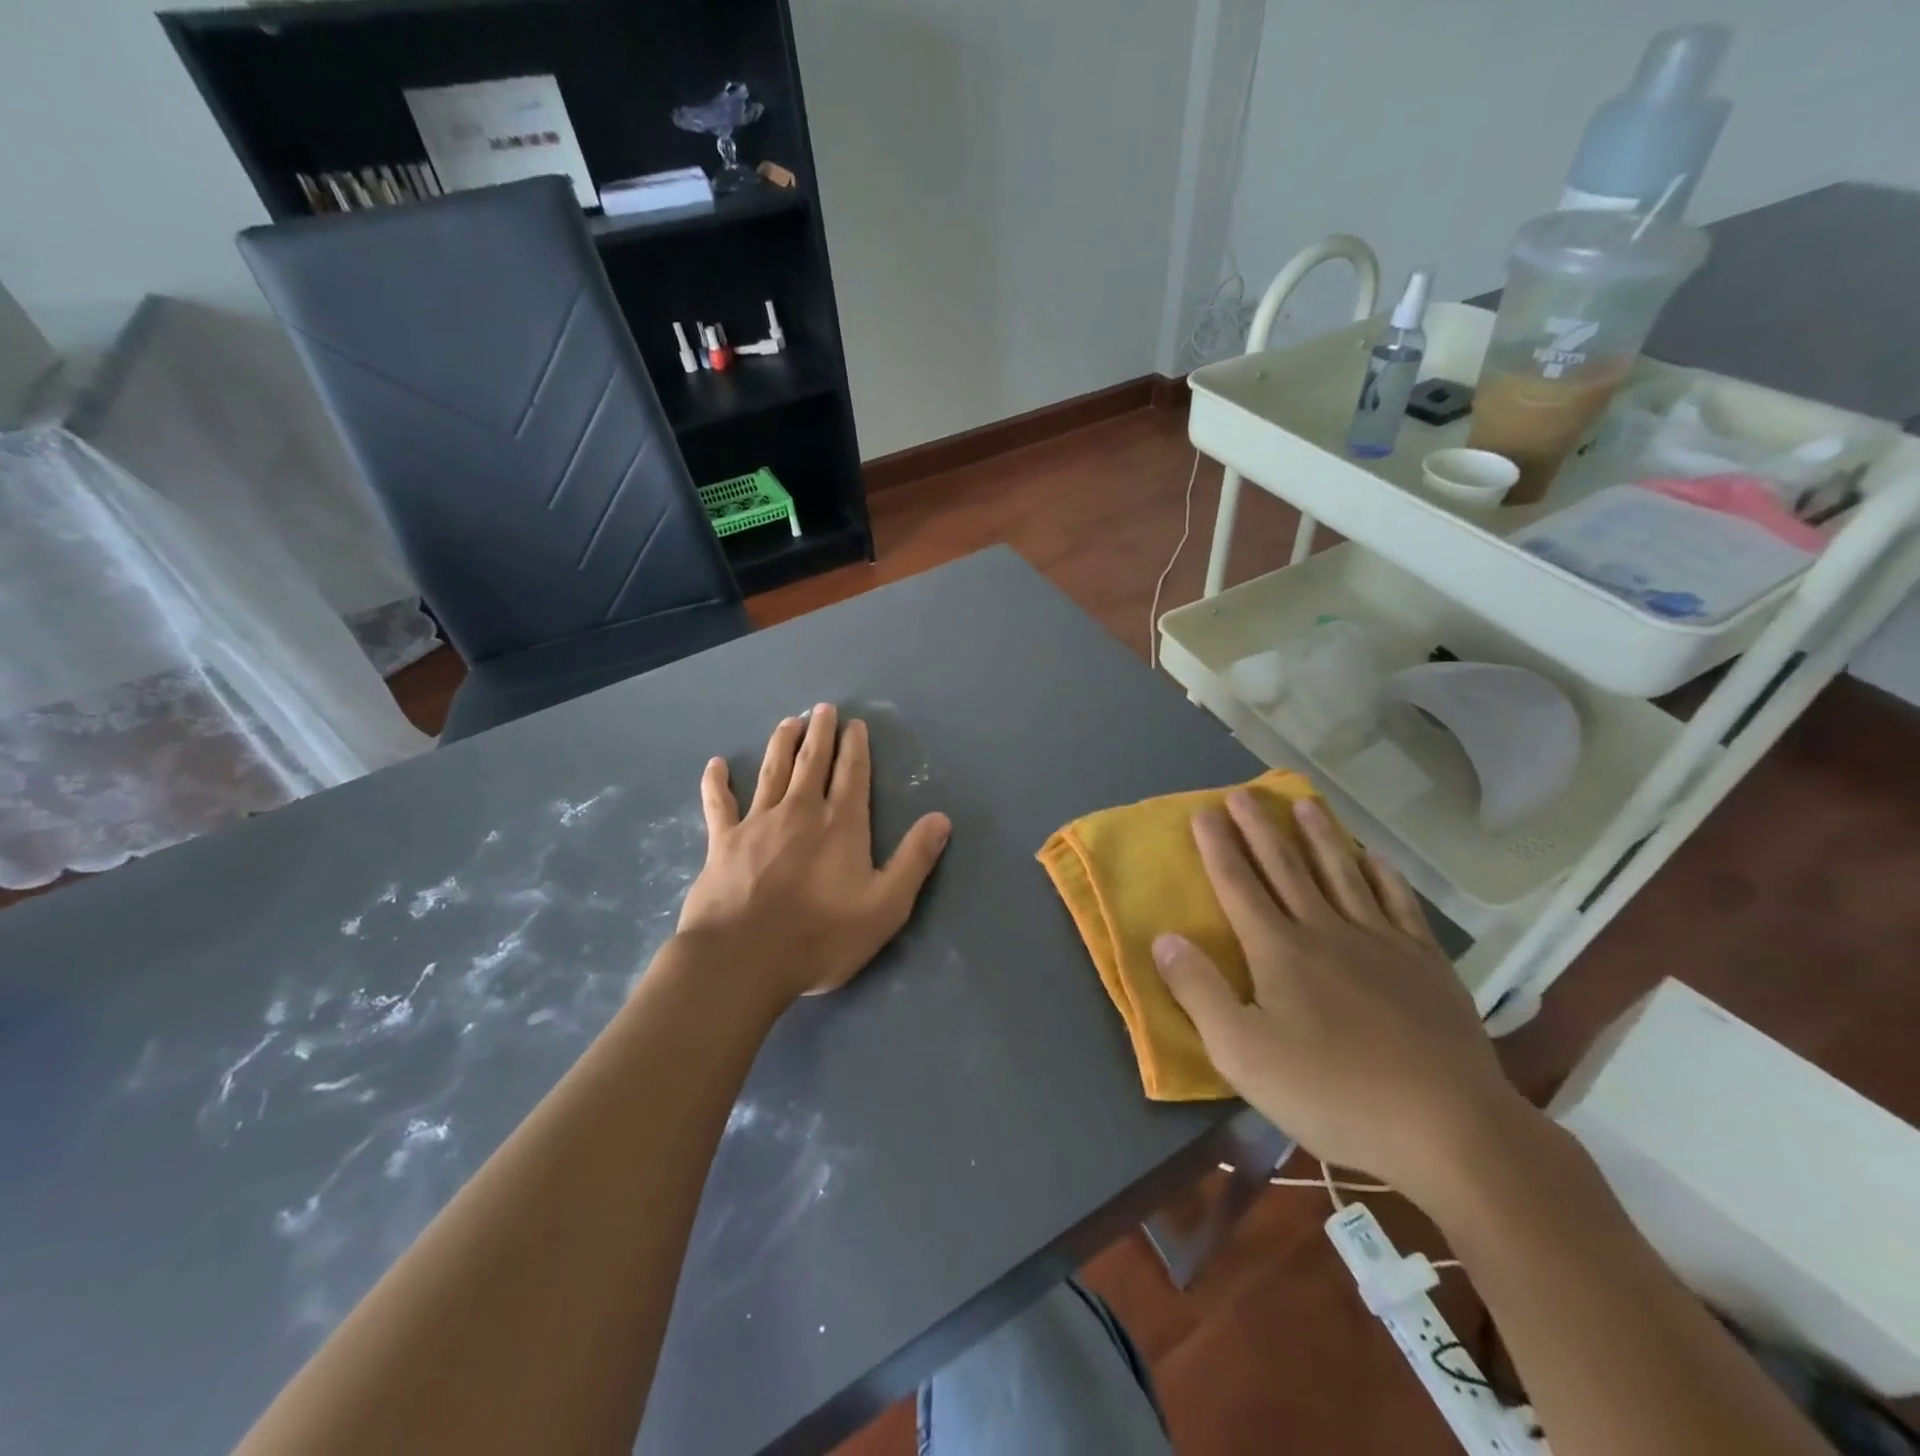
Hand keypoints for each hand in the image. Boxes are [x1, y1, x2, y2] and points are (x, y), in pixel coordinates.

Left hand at [676, 705, 952, 1001]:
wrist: (743, 959)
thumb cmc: (821, 937)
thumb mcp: (885, 906)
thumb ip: (913, 859)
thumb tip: (942, 819)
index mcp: (841, 824)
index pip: (852, 774)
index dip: (855, 747)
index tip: (854, 724)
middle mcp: (800, 811)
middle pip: (812, 761)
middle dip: (820, 732)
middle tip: (823, 708)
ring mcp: (758, 822)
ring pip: (772, 771)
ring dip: (782, 743)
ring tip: (789, 722)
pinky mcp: (722, 841)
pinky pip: (719, 803)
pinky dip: (717, 782)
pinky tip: (716, 764)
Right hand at [1153, 792, 1534, 1208]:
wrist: (1448, 1128)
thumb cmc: (1332, 1092)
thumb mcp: (1242, 1053)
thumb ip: (1199, 991)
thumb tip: (1165, 937)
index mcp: (1279, 951)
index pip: (1239, 885)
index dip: (1219, 847)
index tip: (1205, 811)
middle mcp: (1326, 931)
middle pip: (1286, 868)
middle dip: (1261, 828)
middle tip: (1244, 792)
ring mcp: (1382, 943)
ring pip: (1342, 874)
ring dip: (1320, 837)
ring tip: (1305, 804)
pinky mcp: (1426, 964)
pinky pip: (1399, 904)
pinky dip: (1384, 876)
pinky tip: (1376, 859)